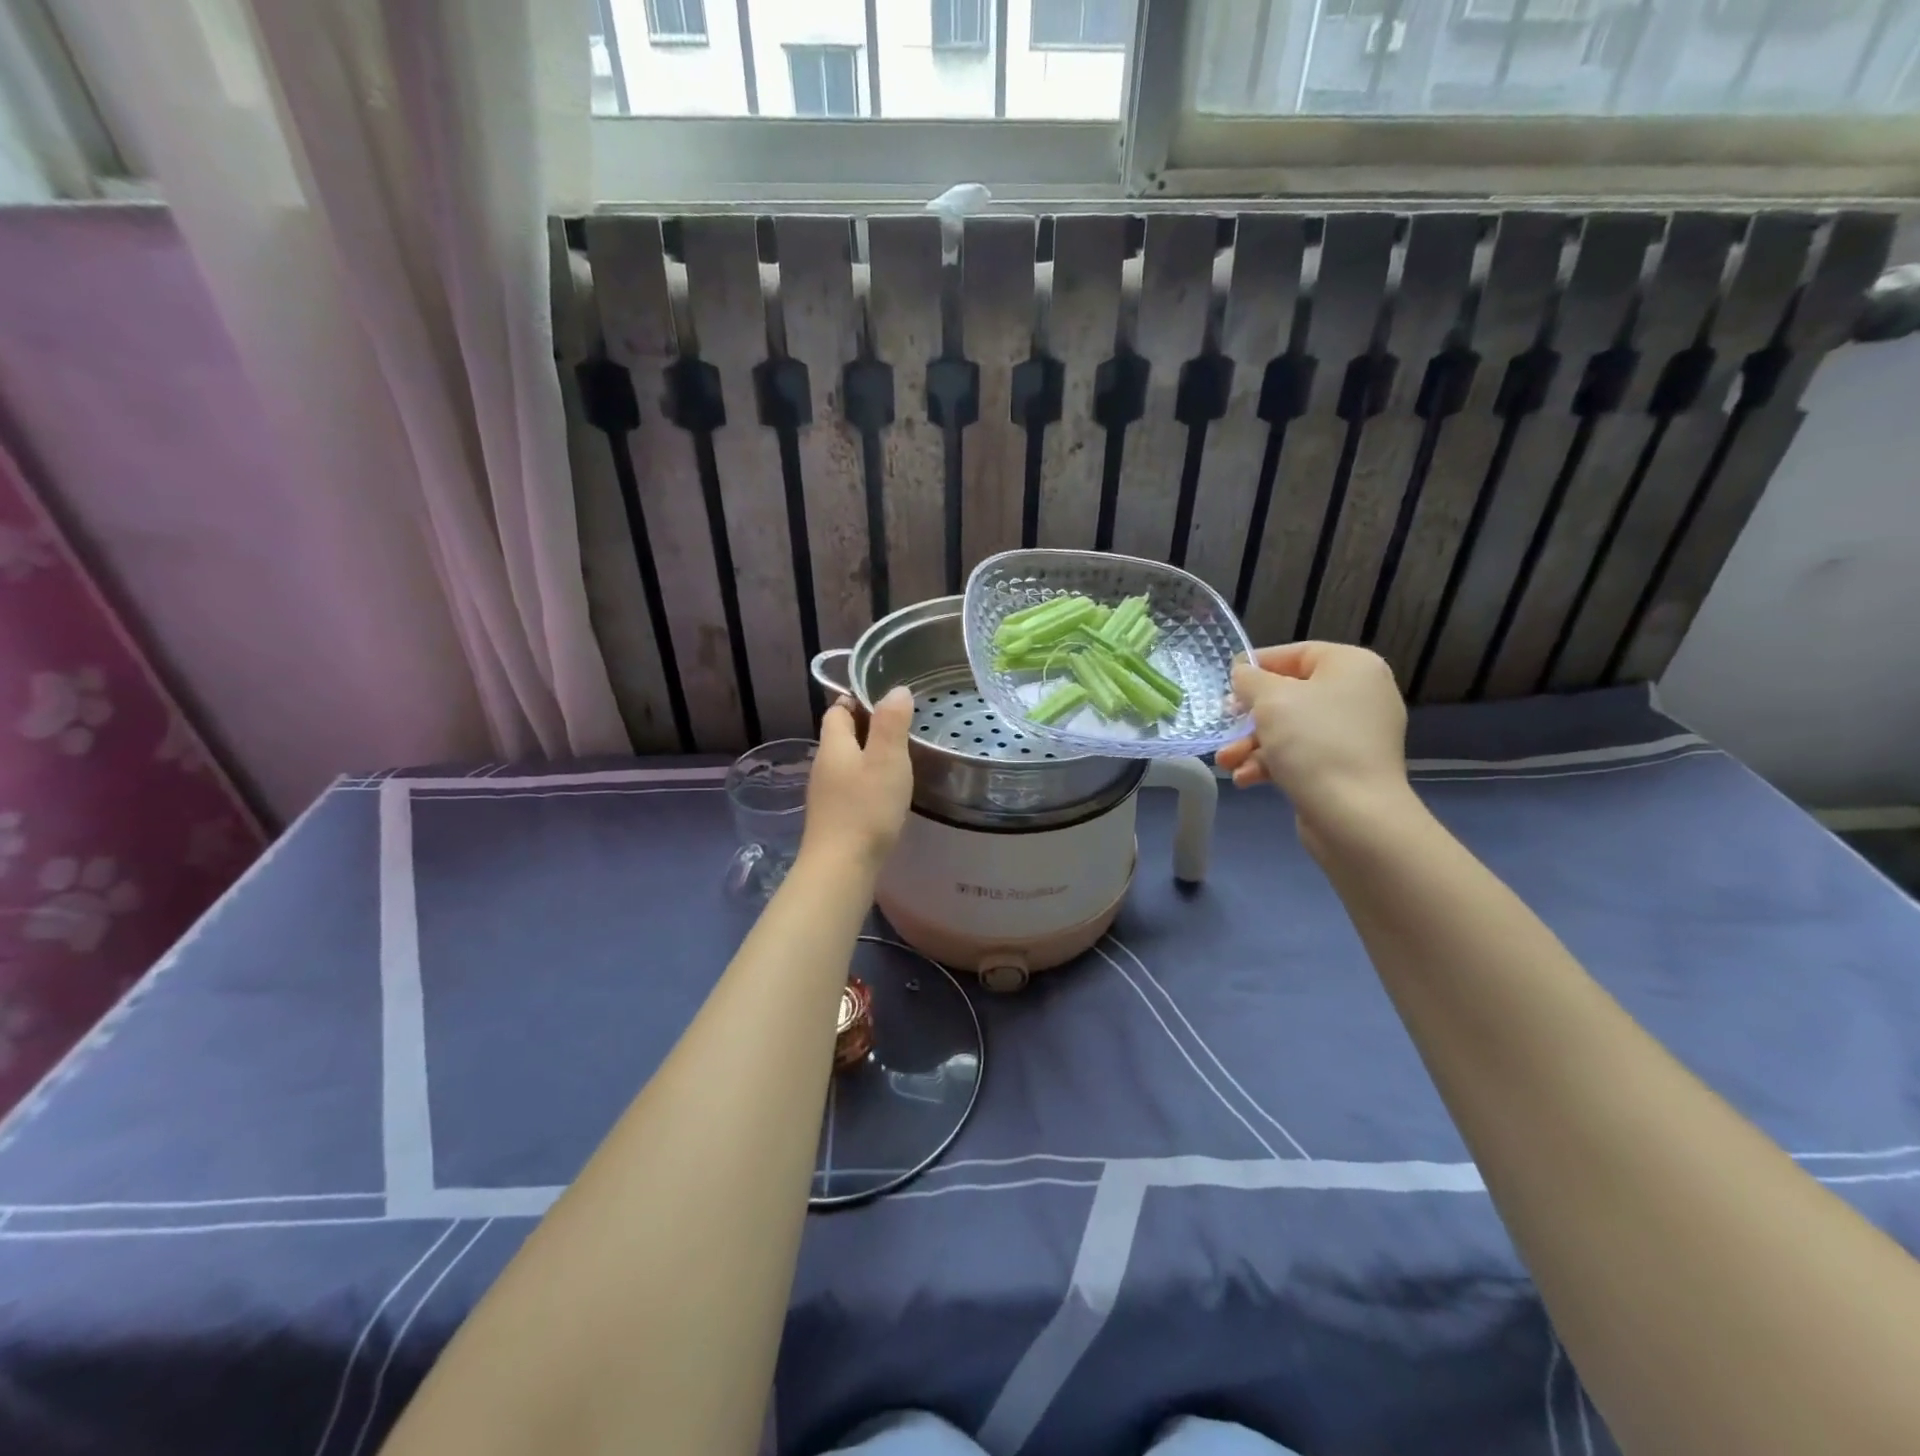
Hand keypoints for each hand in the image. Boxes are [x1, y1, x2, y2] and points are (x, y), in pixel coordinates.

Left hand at [801, 687, 914, 871]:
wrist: (841, 868)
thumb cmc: (866, 808)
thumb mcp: (887, 759)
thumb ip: (891, 723)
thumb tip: (895, 690)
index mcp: (833, 745)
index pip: (837, 710)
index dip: (857, 700)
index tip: (886, 702)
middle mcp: (823, 766)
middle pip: (841, 736)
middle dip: (867, 729)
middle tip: (901, 729)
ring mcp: (825, 794)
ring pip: (846, 764)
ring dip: (868, 757)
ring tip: (899, 760)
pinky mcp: (833, 818)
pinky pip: (849, 788)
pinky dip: (867, 783)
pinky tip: (886, 794)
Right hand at [1217, 643, 1412, 846]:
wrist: (1354, 815)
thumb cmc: (1313, 742)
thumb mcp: (1270, 699)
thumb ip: (1250, 679)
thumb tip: (1244, 674)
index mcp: (1352, 667)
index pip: (1297, 654)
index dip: (1258, 666)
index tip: (1227, 683)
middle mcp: (1359, 695)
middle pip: (1290, 695)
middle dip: (1249, 715)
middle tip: (1225, 724)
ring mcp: (1354, 735)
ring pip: (1290, 729)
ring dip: (1252, 744)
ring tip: (1226, 762)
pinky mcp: (1344, 768)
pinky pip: (1301, 755)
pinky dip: (1271, 764)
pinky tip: (1245, 779)